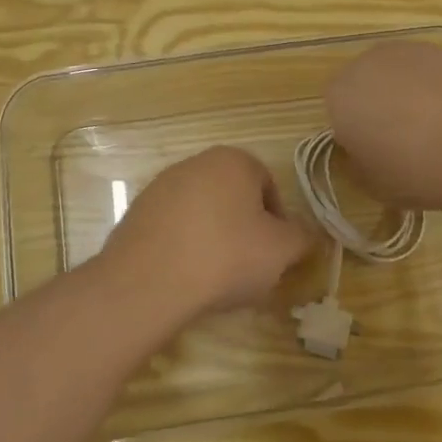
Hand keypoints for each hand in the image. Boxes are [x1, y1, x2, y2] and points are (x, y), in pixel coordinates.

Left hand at [98, 146, 313, 324]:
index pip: (268, 185)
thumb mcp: (281, 250)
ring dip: (214, 237)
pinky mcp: (136, 212)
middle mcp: (195, 163)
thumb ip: (301, 237)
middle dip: (244, 228)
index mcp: (233, 160)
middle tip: (249, 265)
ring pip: (202, 212)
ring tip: (216, 275)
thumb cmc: (226, 256)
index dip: (277, 221)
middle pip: (233, 196)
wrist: (148, 281)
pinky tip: (186, 275)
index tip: (275, 252)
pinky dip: (184, 246)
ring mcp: (160, 186)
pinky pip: (173, 227)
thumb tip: (304, 234)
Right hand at [324, 41, 441, 212]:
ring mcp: (411, 51)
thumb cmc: (414, 171)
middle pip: (368, 85)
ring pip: (402, 75)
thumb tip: (365, 152)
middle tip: (405, 141)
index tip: (376, 155)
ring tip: (439, 130)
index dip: (356, 133)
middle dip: (380, 107)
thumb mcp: (372, 185)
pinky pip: (434, 73)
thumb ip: (358, 163)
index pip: (337, 112)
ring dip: (411, 95)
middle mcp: (368, 63)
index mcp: (340, 95)